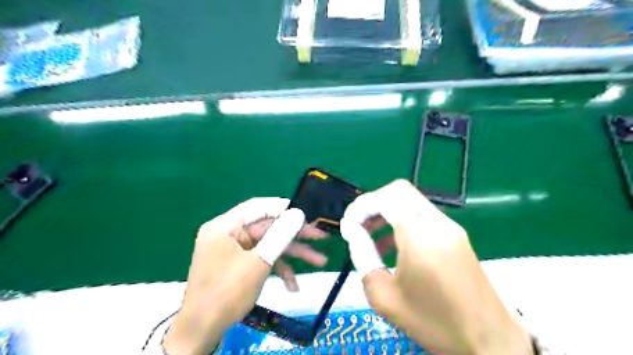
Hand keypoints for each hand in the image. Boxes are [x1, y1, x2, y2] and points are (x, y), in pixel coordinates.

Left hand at [165, 198, 325, 352]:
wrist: (202, 331)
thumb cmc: (227, 293)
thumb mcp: (258, 262)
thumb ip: (280, 235)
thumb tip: (298, 213)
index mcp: (225, 226)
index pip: (258, 207)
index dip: (284, 208)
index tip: (306, 213)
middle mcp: (229, 234)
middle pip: (267, 227)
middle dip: (295, 236)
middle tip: (321, 236)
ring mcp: (235, 250)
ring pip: (268, 245)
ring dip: (292, 255)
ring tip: (320, 261)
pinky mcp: (240, 264)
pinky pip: (261, 259)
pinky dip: (277, 269)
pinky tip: (293, 285)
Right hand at [339, 181, 529, 353]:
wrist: (489, 341)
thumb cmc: (432, 322)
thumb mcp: (384, 296)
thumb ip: (363, 256)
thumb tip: (352, 230)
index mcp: (420, 236)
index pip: (386, 197)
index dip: (361, 205)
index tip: (348, 226)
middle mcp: (437, 223)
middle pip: (399, 190)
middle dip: (373, 203)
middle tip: (359, 226)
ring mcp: (450, 226)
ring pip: (411, 200)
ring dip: (387, 210)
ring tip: (371, 235)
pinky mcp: (456, 234)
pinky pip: (422, 214)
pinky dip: (402, 219)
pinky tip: (394, 244)